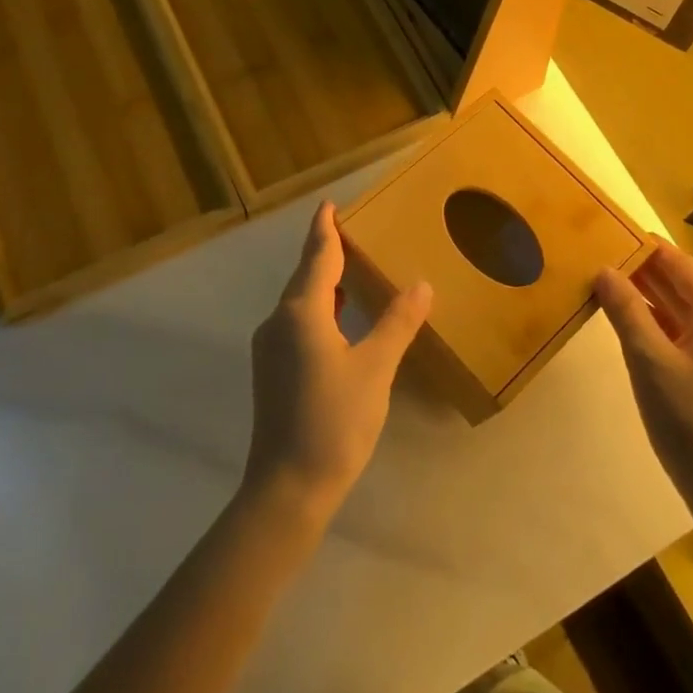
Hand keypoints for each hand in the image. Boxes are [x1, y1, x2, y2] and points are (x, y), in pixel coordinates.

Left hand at [243, 202, 432, 526]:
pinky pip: (297, 321)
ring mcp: (271, 348)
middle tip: (352, 231)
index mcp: (302, 313)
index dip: (325, 229)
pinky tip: (338, 318)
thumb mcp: (375, 369)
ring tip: (349, 268)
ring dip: (322, 280)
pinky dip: (319, 307)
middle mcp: (279, 322)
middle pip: (305, 276)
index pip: (317, 257)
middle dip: (325, 251)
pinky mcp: (273, 371)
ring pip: (299, 300)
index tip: (329, 204)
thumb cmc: (334, 422)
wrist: (287, 488)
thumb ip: (397, 323)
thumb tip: (421, 285)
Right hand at [595, 239, 692, 512]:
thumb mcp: (648, 360)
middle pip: (685, 287)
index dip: (647, 248)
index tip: (613, 232)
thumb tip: (604, 270)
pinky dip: (664, 326)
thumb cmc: (688, 420)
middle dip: (645, 273)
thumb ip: (625, 311)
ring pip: (687, 313)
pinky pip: (692, 336)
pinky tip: (634, 324)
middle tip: (602, 257)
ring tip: (610, 285)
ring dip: (652, 300)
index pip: (681, 265)